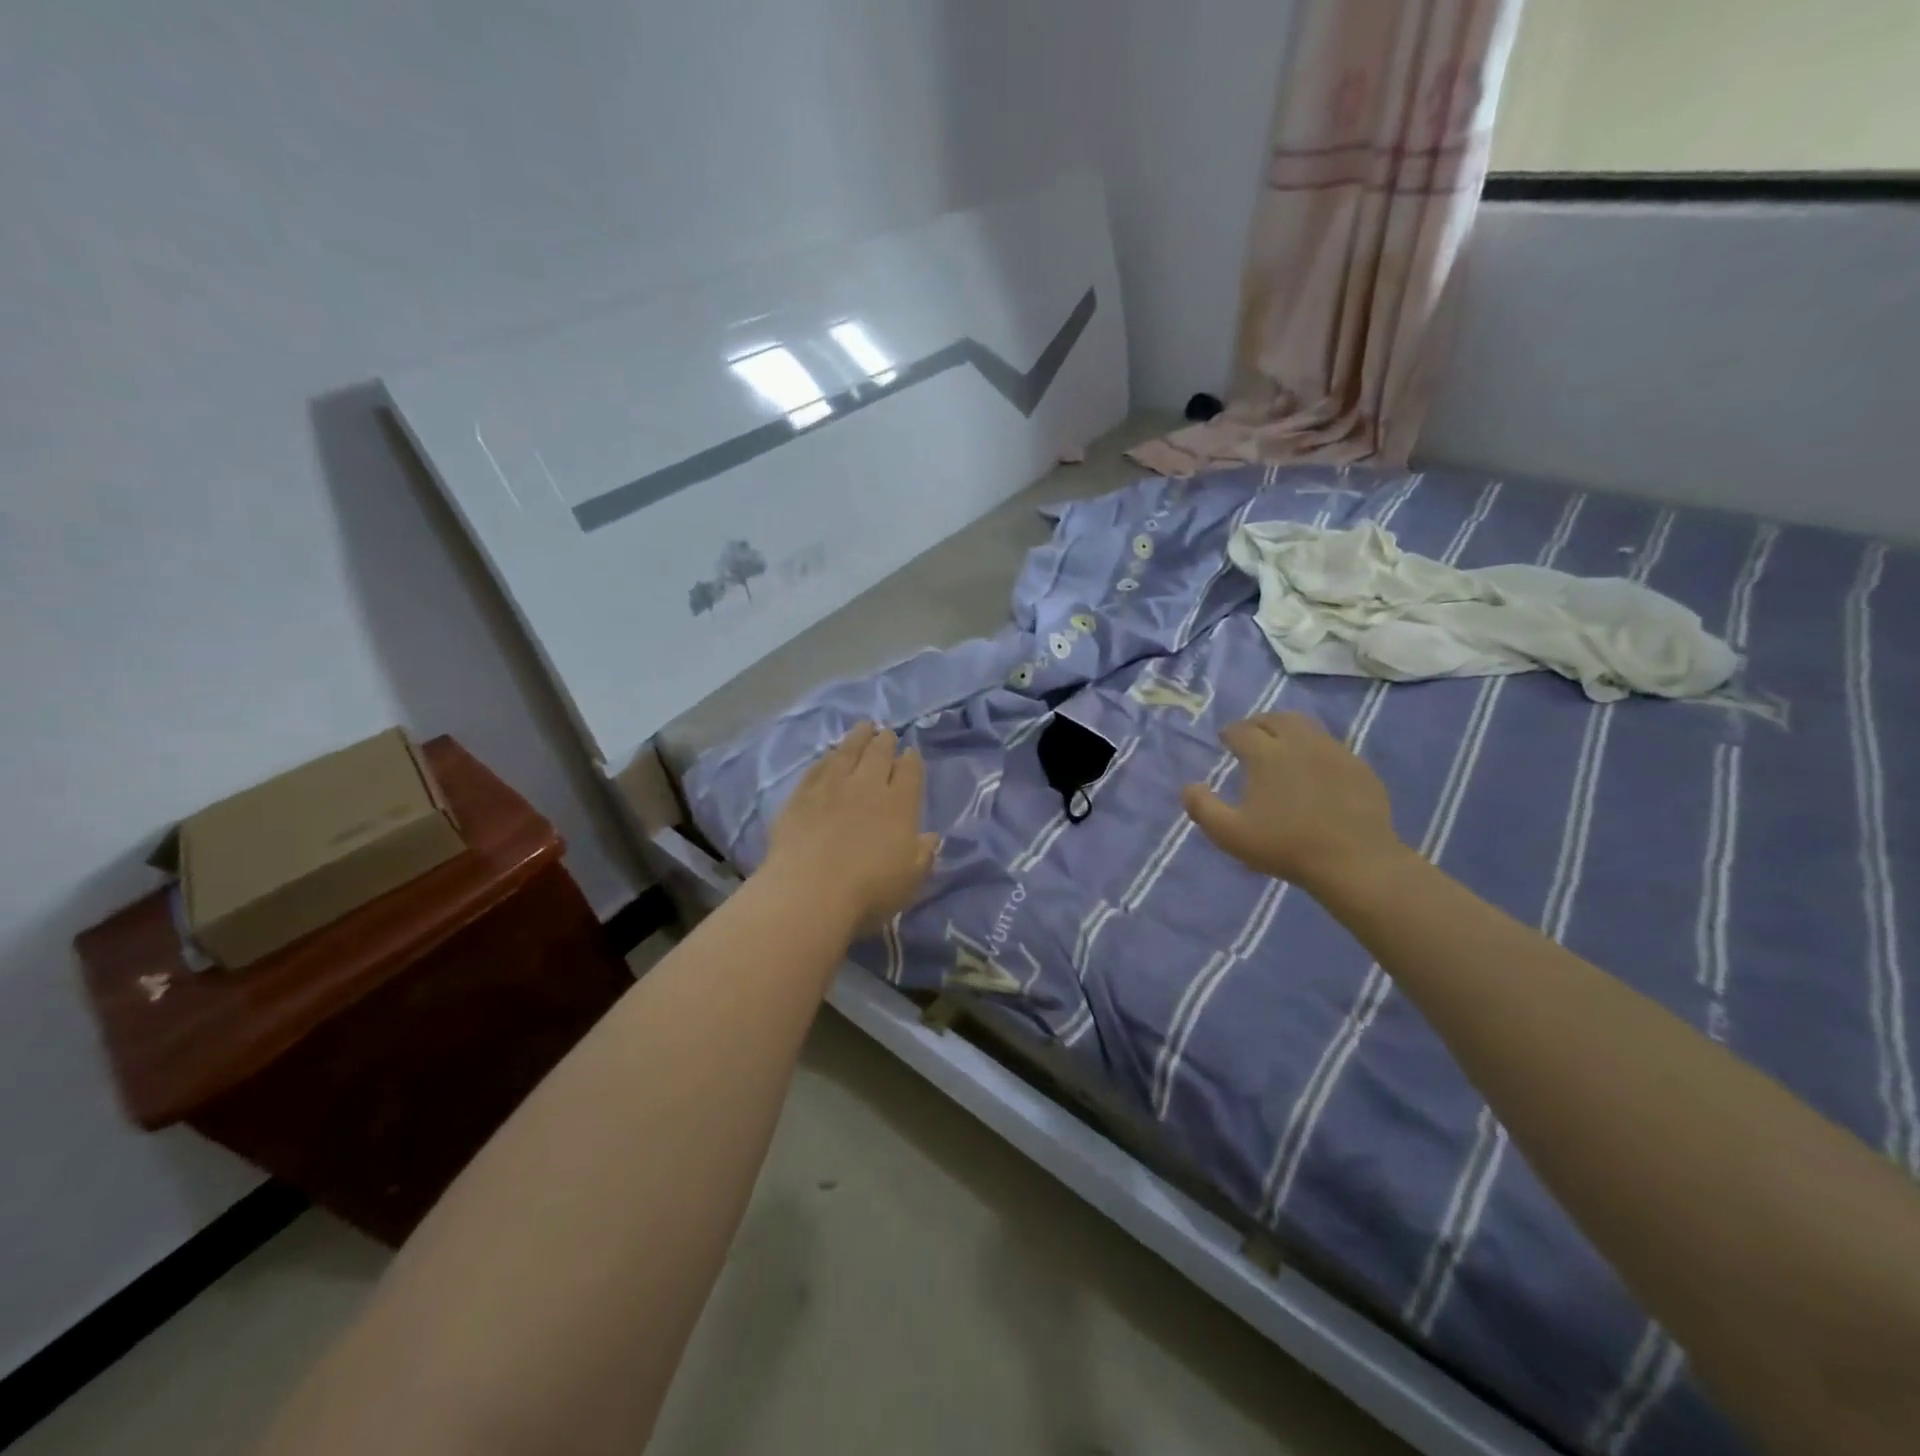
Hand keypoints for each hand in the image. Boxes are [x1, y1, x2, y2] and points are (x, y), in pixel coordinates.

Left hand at [761, 722, 939, 933]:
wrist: (808, 893)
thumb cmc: (868, 892)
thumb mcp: (910, 879)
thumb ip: (923, 854)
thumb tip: (931, 836)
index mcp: (900, 805)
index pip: (910, 772)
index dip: (912, 760)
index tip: (911, 752)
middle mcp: (868, 787)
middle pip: (879, 754)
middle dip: (885, 741)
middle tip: (886, 733)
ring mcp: (831, 787)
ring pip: (847, 751)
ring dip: (858, 737)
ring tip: (863, 727)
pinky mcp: (800, 796)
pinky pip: (817, 767)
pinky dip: (826, 757)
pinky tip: (828, 754)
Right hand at [1182, 712, 1404, 894]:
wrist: (1354, 861)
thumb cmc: (1285, 846)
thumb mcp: (1230, 834)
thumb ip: (1202, 808)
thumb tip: (1188, 786)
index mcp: (1266, 754)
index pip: (1242, 730)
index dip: (1230, 733)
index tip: (1225, 740)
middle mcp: (1300, 742)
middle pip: (1276, 719)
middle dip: (1258, 724)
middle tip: (1251, 737)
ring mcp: (1334, 752)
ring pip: (1306, 726)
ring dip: (1288, 730)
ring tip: (1281, 746)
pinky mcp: (1358, 767)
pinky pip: (1330, 746)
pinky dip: (1314, 749)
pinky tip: (1314, 769)